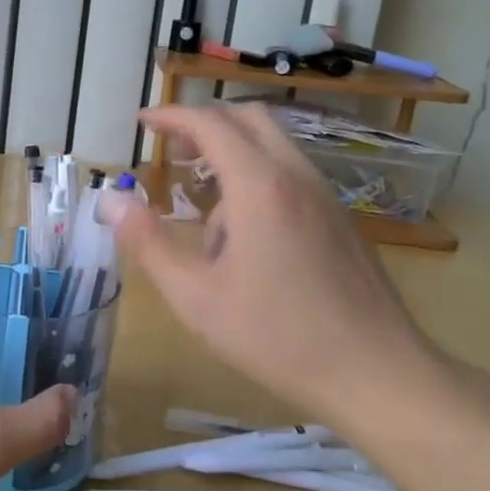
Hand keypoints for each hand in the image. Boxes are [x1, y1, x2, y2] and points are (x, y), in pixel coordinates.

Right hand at [112, 104, 434, 423]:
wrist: (379, 375)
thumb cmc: (278, 337)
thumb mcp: (196, 297)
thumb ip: (148, 243)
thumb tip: (109, 200)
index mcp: (260, 187)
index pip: (210, 123)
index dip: (171, 116)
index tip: (142, 122)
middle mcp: (296, 177)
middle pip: (248, 119)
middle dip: (204, 123)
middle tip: (172, 149)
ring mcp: (325, 197)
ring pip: (273, 146)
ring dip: (232, 154)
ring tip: (203, 209)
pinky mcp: (341, 220)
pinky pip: (291, 175)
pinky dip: (257, 178)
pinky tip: (245, 237)